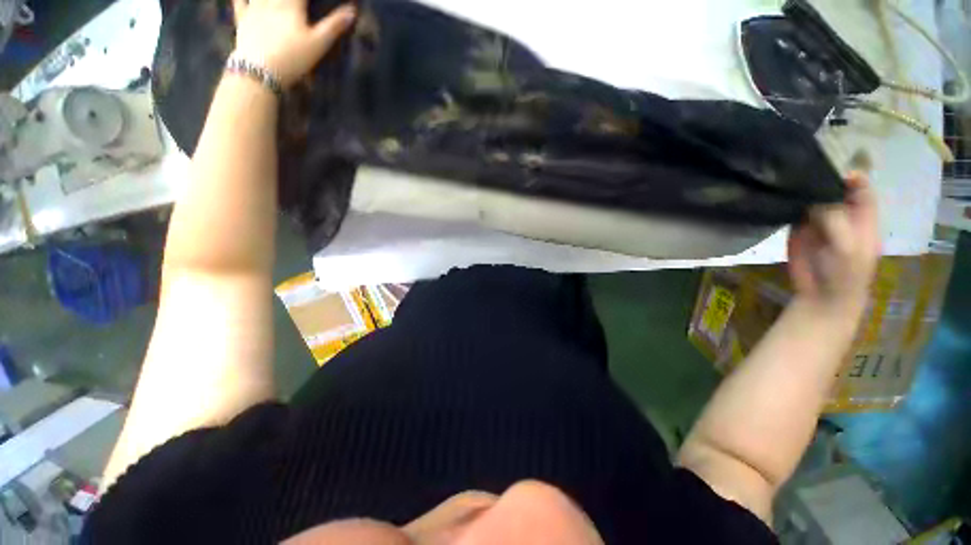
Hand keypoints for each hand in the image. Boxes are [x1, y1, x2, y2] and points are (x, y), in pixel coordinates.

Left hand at [232, 0, 356, 87]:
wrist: (260, 70)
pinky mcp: (242, 18)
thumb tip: (352, 10)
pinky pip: (239, 1)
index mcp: (291, 3)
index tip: (317, 0)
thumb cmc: (293, 57)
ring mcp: (254, 7)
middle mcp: (271, 0)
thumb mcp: (319, 44)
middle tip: (296, 2)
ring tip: (277, 0)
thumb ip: (335, 25)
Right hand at [787, 172, 880, 314]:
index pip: (860, 187)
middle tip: (801, 169)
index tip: (829, 168)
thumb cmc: (845, 273)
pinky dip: (786, 203)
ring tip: (785, 179)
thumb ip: (835, 219)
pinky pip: (793, 210)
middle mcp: (841, 213)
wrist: (822, 295)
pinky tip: (777, 195)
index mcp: (863, 215)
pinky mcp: (798, 228)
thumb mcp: (847, 246)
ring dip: (801, 189)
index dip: (849, 175)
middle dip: (821, 178)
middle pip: (833, 188)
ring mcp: (818, 220)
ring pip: (811, 197)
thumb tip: (814, 196)